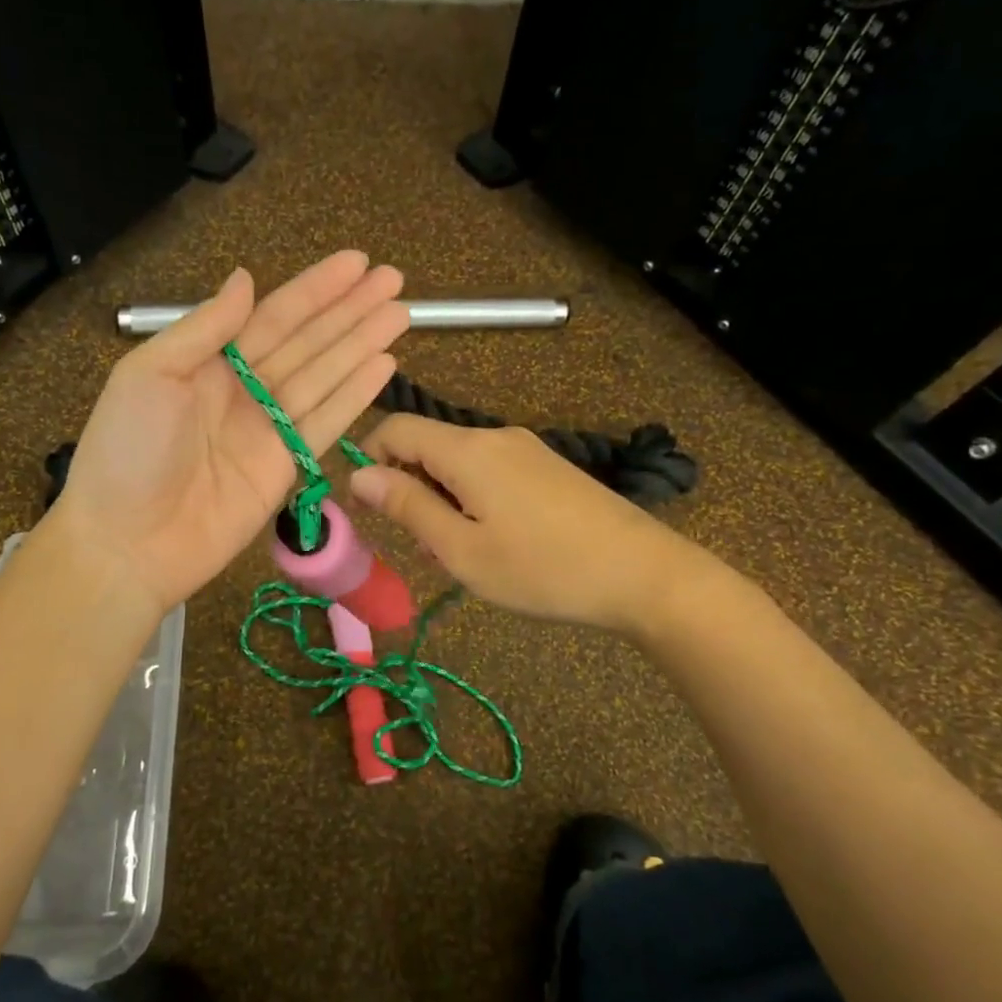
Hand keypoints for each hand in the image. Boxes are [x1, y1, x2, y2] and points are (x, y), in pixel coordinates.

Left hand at [48, 253, 407, 614]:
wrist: (127, 543)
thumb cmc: (126, 452)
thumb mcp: (150, 375)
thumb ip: (204, 328)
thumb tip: (246, 278)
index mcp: (208, 362)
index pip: (273, 316)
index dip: (316, 290)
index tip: (357, 263)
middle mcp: (244, 389)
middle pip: (308, 342)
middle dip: (350, 311)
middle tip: (395, 281)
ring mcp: (268, 429)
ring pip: (325, 377)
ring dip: (362, 345)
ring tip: (400, 315)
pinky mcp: (285, 467)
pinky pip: (326, 422)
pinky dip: (355, 395)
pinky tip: (383, 366)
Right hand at [349, 416, 712, 637]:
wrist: (642, 574)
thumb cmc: (542, 569)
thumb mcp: (462, 550)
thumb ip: (408, 508)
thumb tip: (359, 476)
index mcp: (468, 450)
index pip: (397, 428)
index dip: (368, 458)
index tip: (366, 506)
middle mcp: (495, 436)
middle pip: (429, 445)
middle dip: (409, 488)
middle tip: (423, 546)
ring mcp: (527, 449)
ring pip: (459, 462)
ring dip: (442, 498)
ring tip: (461, 552)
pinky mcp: (548, 467)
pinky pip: (490, 471)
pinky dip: (472, 498)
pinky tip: (495, 541)